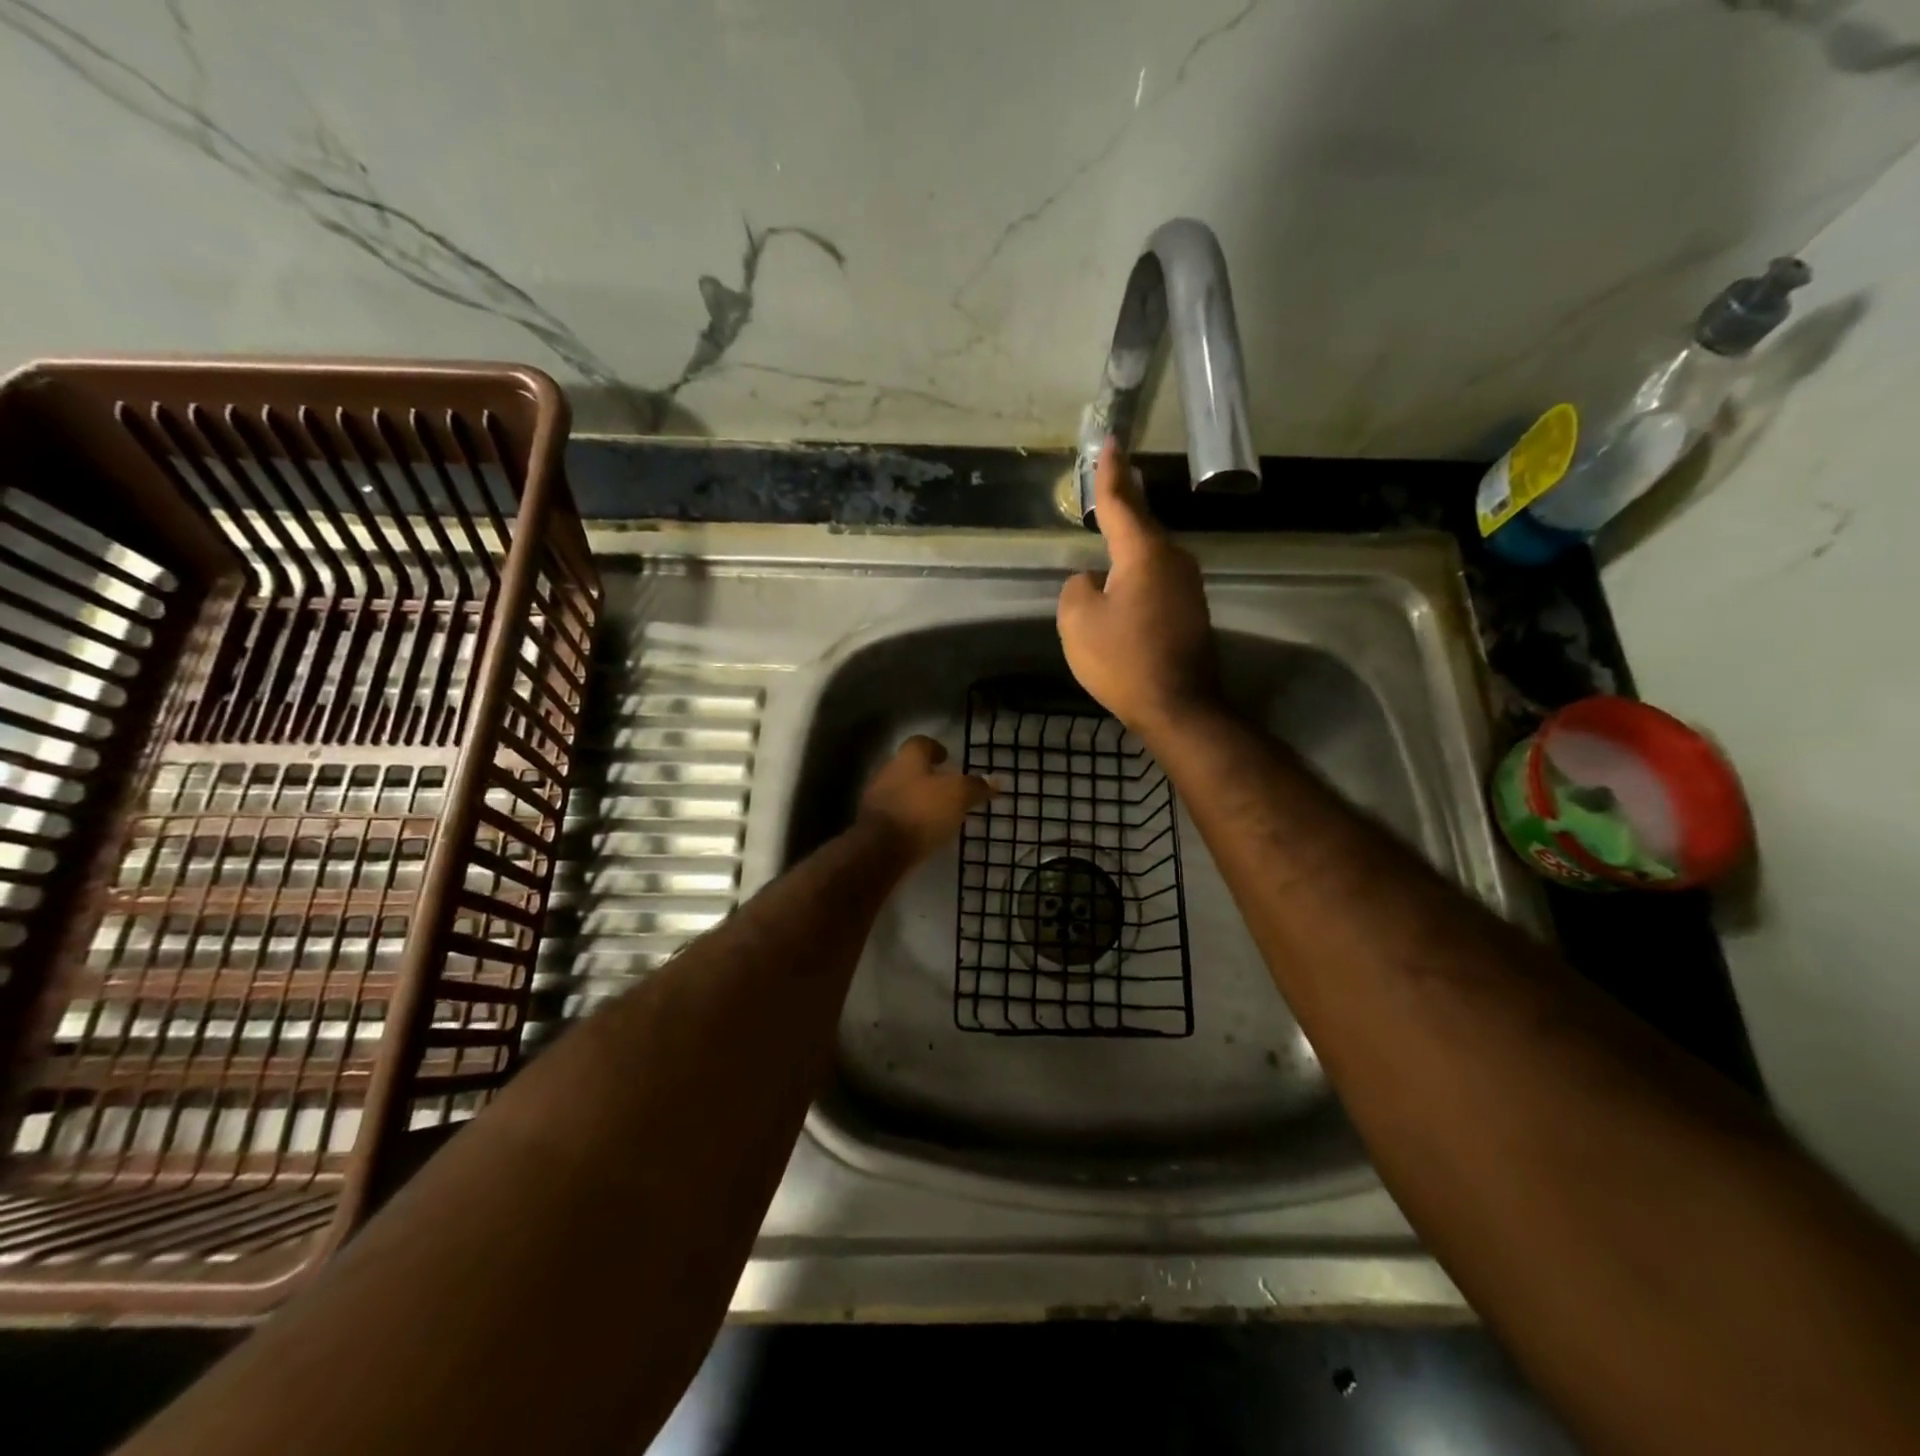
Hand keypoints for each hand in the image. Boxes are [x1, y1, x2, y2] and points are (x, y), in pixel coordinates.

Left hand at [856, 735, 995, 862]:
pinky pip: (895, 816)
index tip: (947, 758)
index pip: (920, 743)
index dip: (934, 748)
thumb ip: (975, 787)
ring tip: (937, 813)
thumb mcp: (958, 796)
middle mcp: (887, 773)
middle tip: (947, 788)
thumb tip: (996, 781)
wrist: (880, 850)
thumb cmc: (922, 812)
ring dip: (917, 799)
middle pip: (908, 768)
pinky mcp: (872, 826)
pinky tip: (922, 832)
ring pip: (900, 792)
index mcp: (907, 759)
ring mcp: (876, 800)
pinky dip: (909, 820)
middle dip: (926, 776)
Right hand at [1057, 440, 1219, 736]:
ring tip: (1109, 538)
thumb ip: (1077, 588)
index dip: (1110, 473)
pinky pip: (1157, 579)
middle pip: (1140, 525)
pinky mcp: (1191, 610)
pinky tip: (1124, 586)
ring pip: (1150, 554)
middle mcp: (1173, 560)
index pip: (1121, 502)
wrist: (1178, 706)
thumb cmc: (1123, 660)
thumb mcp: (1078, 622)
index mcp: (1143, 553)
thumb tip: (1093, 581)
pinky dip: (1138, 575)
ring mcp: (1188, 586)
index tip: (1110, 442)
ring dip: (1129, 546)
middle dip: (1123, 507)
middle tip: (1107, 486)